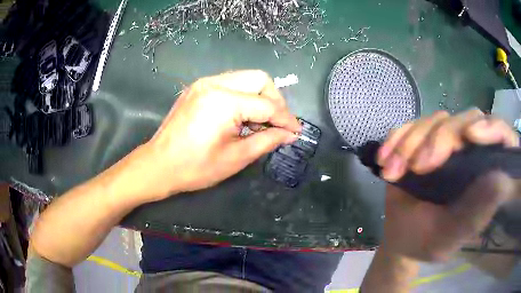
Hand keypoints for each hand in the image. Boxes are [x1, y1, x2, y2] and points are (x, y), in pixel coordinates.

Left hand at [141, 70, 300, 199]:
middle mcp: (215, 83)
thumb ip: (267, 141)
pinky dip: (244, 97)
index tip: (296, 132)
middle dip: (275, 100)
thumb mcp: (236, 158)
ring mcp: (204, 83)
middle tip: (277, 124)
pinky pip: (231, 84)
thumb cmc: (195, 167)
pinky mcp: (198, 88)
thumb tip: (290, 134)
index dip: (286, 119)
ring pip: (246, 78)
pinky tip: (242, 117)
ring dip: (260, 98)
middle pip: (260, 79)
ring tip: (260, 123)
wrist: (158, 165)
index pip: (267, 104)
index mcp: (224, 101)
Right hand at [378, 109, 518, 260]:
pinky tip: (385, 160)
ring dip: (411, 142)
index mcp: (484, 175)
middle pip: (466, 120)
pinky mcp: (424, 139)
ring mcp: (447, 142)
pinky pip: (412, 124)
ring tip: (392, 172)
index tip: (472, 136)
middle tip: (417, 167)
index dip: (493, 128)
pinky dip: (397, 138)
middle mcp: (471, 152)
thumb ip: (474, 215)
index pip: (501, 136)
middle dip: (440, 139)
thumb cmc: (426, 242)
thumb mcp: (449, 237)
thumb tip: (500, 179)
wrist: (399, 235)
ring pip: (436, 120)